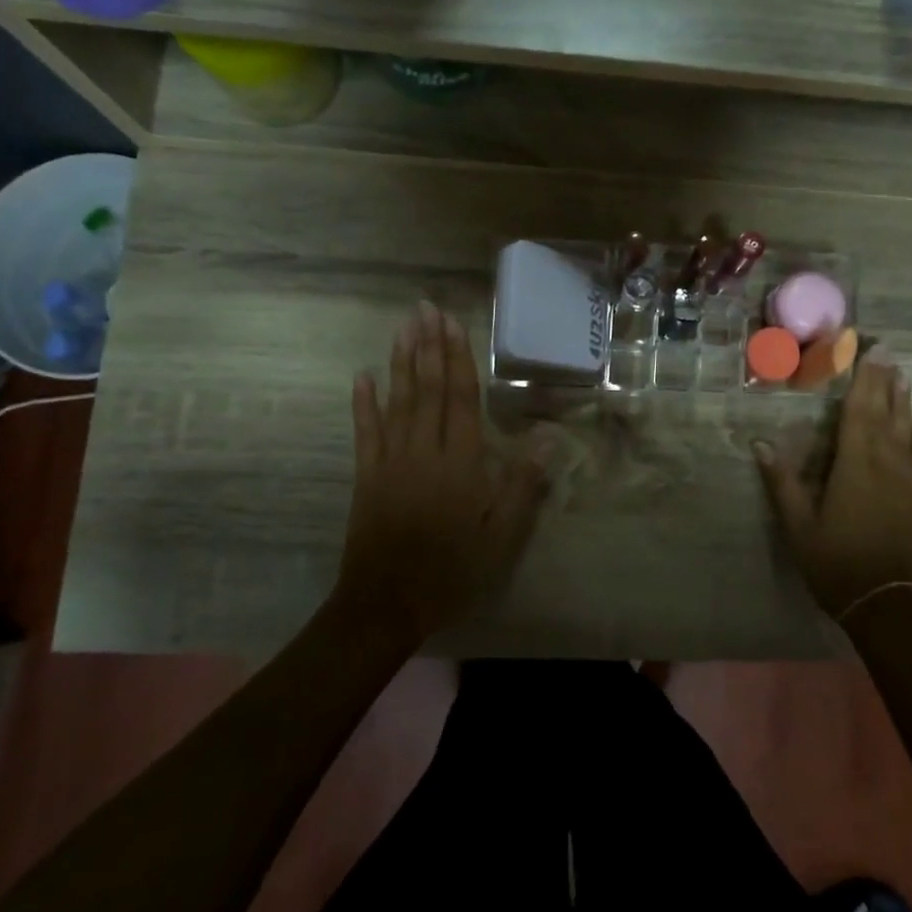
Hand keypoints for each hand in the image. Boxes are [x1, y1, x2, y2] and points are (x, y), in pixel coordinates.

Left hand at [334, 301, 548, 645]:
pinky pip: (365, 431)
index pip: (461, 398)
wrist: (387, 604)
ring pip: (398, 401)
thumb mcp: (503, 535)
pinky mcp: (367, 476)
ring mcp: (390, 461)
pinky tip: (362, 376)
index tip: (452, 323)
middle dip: (428, 346)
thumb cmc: (453, 570)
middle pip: (428, 389)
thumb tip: (549, 437)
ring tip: (403, 327)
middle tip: (425, 307)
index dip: (458, 358)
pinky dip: (363, 402)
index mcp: (460, 462)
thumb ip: (524, 484)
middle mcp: (424, 451)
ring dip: (400, 362)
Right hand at [755, 350, 911, 621]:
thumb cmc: (837, 564)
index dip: (863, 378)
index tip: (870, 350)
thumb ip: (782, 483)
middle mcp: (887, 463)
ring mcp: (910, 480)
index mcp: (855, 465)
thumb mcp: (799, 527)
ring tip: (904, 375)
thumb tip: (760, 444)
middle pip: (886, 412)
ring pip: (908, 429)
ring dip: (905, 400)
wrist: (890, 605)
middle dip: (885, 379)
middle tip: (889, 349)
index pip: (859, 411)